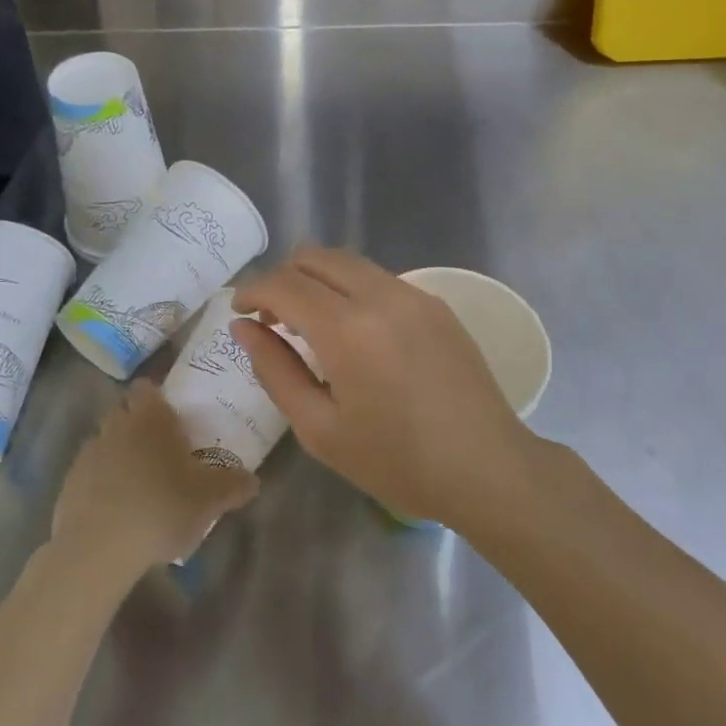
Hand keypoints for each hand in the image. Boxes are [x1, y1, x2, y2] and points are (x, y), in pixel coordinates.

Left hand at [51, 380, 259, 577]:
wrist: (98, 549)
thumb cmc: (161, 508)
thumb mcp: (210, 499)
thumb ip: (234, 485)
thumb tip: (254, 480)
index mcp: (149, 417)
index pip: (147, 387)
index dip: (157, 395)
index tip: (172, 414)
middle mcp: (116, 425)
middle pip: (124, 411)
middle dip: (138, 422)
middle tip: (161, 447)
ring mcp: (88, 453)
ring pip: (106, 440)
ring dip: (119, 452)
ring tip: (139, 480)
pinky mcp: (68, 484)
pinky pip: (89, 472)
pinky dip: (101, 481)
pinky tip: (116, 506)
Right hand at [231, 247, 535, 526]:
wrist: (487, 468)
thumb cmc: (397, 462)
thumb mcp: (320, 429)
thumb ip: (275, 370)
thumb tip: (243, 327)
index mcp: (348, 330)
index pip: (284, 285)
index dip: (252, 291)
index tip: (238, 311)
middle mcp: (381, 297)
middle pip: (315, 257)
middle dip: (282, 277)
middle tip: (270, 318)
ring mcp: (413, 294)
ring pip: (348, 261)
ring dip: (316, 278)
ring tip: (306, 322)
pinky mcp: (435, 303)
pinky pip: (378, 277)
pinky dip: (349, 287)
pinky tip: (351, 329)